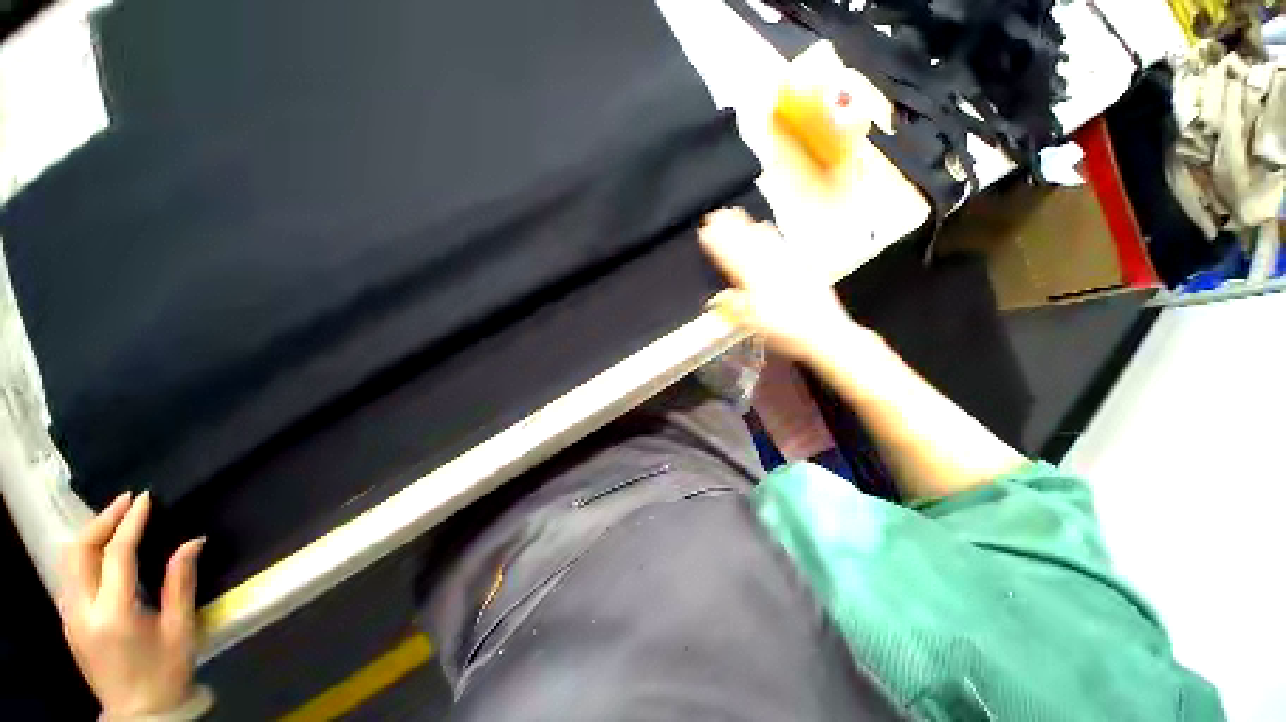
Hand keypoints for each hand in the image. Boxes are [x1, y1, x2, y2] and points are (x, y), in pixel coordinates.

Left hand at [58, 491, 203, 717]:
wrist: (139, 711)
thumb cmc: (166, 670)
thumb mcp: (181, 628)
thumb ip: (181, 583)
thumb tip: (193, 541)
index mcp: (114, 614)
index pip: (117, 555)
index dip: (131, 523)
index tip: (146, 499)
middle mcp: (83, 611)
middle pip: (80, 552)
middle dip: (101, 521)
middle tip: (127, 501)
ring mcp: (70, 617)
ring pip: (68, 562)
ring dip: (90, 534)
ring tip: (115, 518)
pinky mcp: (69, 621)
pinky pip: (70, 576)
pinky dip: (84, 553)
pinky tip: (101, 550)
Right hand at [698, 207, 854, 360]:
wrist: (824, 332)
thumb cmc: (788, 332)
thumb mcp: (755, 325)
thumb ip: (735, 308)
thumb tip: (717, 298)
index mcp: (756, 284)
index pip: (730, 259)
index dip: (716, 246)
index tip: (705, 233)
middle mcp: (770, 269)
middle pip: (745, 244)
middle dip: (728, 228)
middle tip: (716, 215)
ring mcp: (787, 264)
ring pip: (762, 239)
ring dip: (746, 225)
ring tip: (734, 213)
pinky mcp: (801, 265)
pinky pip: (781, 242)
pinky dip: (770, 232)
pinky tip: (765, 225)